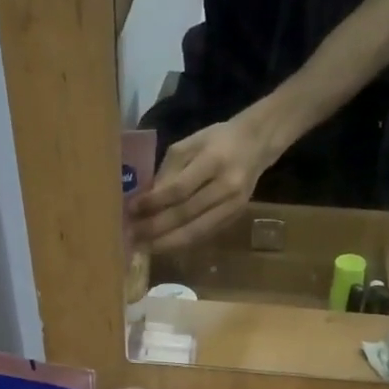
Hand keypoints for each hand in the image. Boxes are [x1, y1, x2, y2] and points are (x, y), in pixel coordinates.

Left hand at [133, 112, 275, 252]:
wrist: (257, 145)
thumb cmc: (217, 140)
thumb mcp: (189, 144)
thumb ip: (168, 171)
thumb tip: (146, 202)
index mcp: (213, 161)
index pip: (179, 189)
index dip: (154, 203)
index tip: (132, 210)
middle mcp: (226, 186)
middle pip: (186, 215)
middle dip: (156, 228)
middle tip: (132, 236)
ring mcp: (233, 206)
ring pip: (196, 231)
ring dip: (167, 243)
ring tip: (144, 247)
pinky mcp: (235, 218)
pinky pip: (205, 235)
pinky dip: (182, 243)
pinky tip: (165, 246)